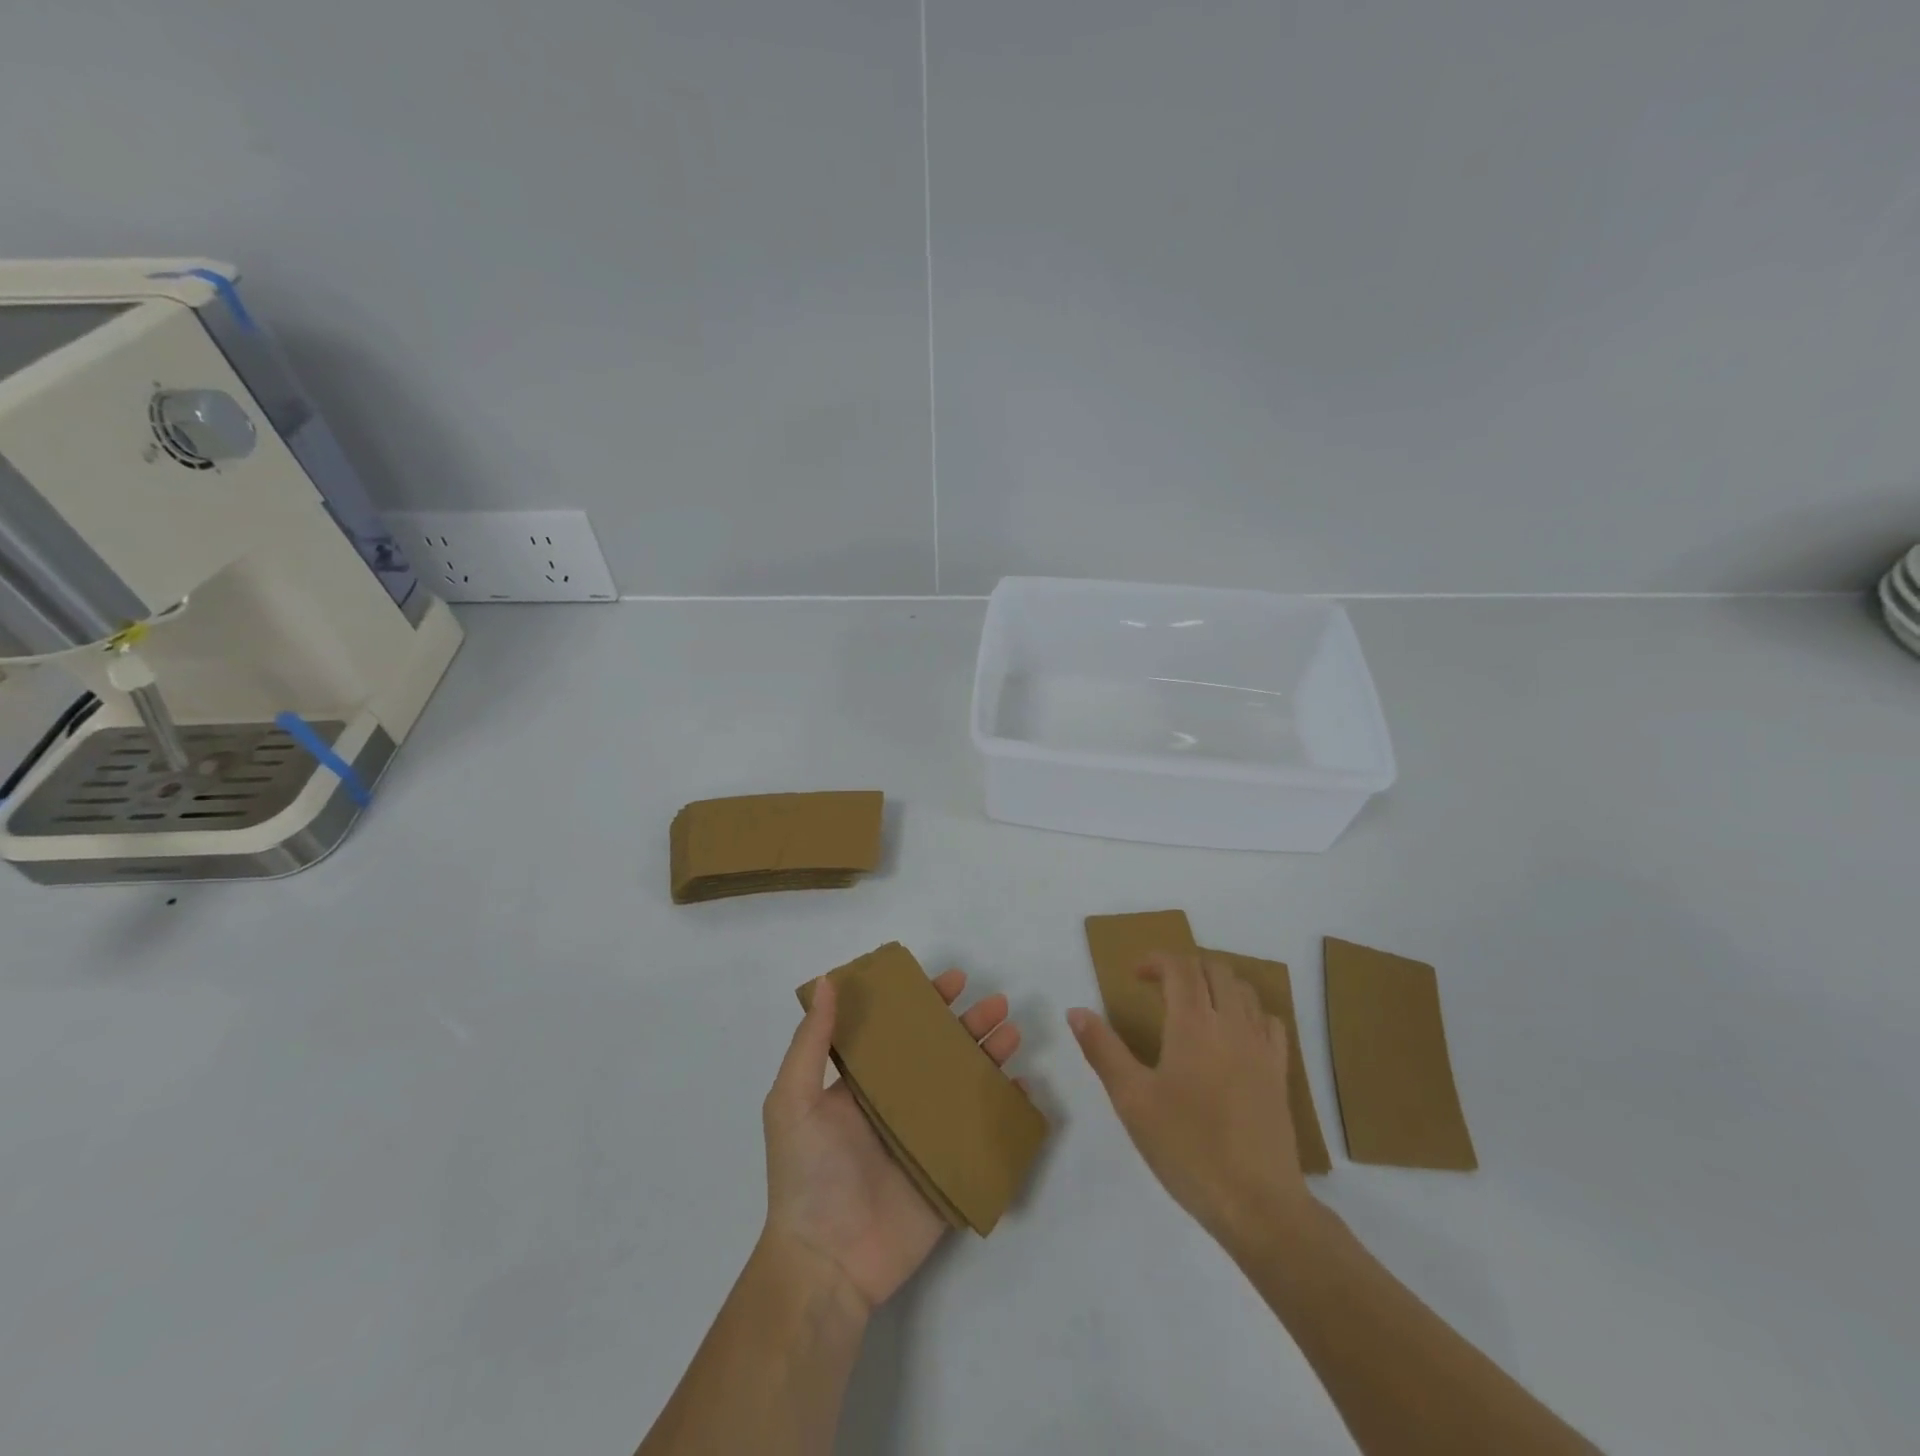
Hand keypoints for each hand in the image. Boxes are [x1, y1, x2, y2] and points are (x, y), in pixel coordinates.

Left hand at [762, 969, 1023, 1312]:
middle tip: (997, 1003)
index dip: (927, 1003)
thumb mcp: (793, 1101)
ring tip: (1012, 1035)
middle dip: (970, 1025)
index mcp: (865, 1083)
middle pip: (942, 1053)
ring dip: (991, 1057)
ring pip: (967, 1086)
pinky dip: (1005, 1110)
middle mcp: (899, 1103)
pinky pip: (983, 1134)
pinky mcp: (950, 1171)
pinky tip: (1023, 1089)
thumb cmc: (807, 1175)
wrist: (827, 1265)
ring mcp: (927, 1137)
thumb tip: (828, 981)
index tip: (954, 980)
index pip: (901, 1031)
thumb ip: (812, 1042)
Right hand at [1068, 953, 1311, 1254]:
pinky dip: (1248, 1011)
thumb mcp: (1132, 1100)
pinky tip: (1233, 1034)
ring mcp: (1261, 1047)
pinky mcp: (1280, 1073)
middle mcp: (1231, 1023)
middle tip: (1160, 988)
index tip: (1135, 975)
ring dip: (1216, 984)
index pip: (1180, 967)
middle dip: (1186, 967)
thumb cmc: (1186, 1148)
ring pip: (1244, 990)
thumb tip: (1075, 1011)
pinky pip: (1269, 1021)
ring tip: (1194, 1005)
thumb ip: (1103, 1049)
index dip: (1157, 961)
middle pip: (1214, 969)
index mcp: (1193, 1023)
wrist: (1257, 1203)